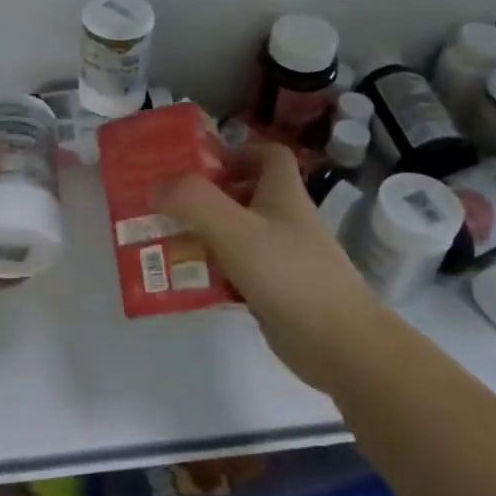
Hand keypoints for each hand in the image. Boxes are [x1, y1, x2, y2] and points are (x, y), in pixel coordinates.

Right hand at [155, 143, 383, 393]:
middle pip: (244, 194)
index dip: (237, 151)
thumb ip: (193, 202)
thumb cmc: (289, 273)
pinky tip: (186, 281)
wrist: (339, 343)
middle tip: (167, 203)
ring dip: (203, 235)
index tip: (199, 164)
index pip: (267, 154)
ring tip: (164, 240)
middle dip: (206, 196)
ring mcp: (281, 257)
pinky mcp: (275, 290)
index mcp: (283, 193)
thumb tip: (156, 187)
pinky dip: (212, 272)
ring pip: (236, 234)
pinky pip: (236, 271)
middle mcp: (284, 219)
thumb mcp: (235, 229)